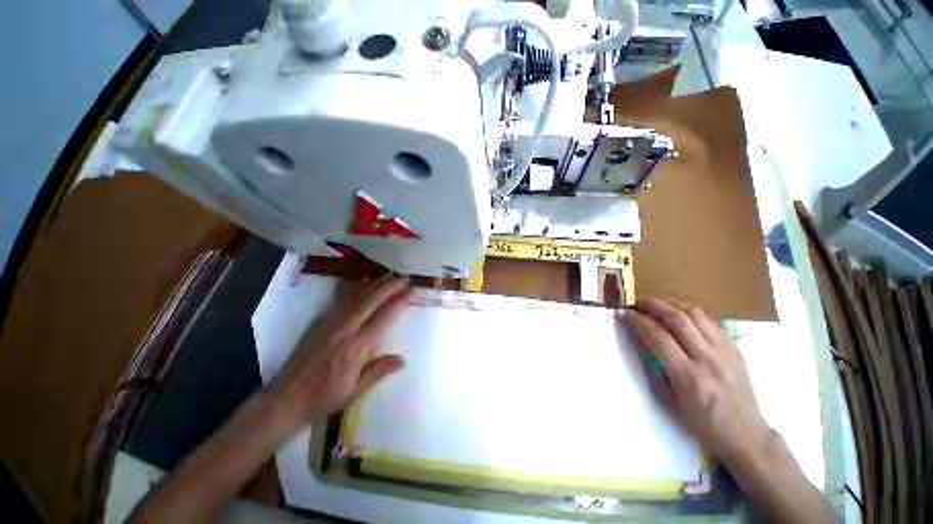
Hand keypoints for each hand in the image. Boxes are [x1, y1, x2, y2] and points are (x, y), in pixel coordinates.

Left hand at [265, 275, 412, 432]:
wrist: (286, 397)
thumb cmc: (324, 397)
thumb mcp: (355, 390)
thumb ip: (379, 371)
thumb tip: (403, 359)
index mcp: (357, 346)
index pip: (384, 316)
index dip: (400, 301)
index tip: (412, 291)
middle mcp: (346, 329)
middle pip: (372, 300)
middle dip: (391, 287)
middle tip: (405, 279)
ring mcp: (331, 322)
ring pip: (358, 296)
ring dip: (376, 284)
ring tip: (390, 276)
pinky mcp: (321, 320)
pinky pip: (342, 299)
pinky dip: (356, 287)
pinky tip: (364, 282)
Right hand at [627, 298, 771, 468]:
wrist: (745, 435)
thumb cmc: (700, 423)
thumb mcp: (667, 400)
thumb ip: (651, 367)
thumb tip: (638, 339)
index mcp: (688, 377)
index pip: (658, 337)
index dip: (638, 321)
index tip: (625, 313)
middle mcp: (708, 359)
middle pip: (678, 319)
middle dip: (653, 305)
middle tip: (637, 303)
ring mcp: (725, 352)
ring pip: (696, 314)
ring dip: (672, 305)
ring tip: (657, 305)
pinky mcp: (735, 349)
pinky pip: (710, 321)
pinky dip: (690, 314)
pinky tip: (680, 317)